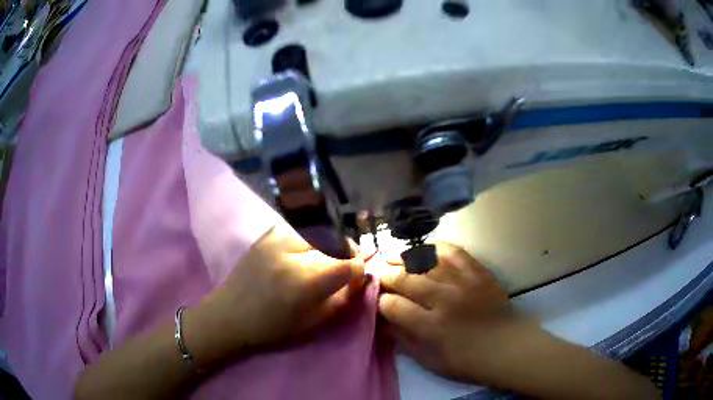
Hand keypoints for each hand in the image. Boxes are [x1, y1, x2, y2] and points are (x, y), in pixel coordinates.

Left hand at [184, 225, 364, 366]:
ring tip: (323, 258)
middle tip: (342, 267)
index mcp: (308, 279)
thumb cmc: (273, 327)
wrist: (230, 314)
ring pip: (320, 232)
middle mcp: (296, 251)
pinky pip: (300, 228)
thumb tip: (361, 277)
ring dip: (328, 244)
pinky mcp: (268, 233)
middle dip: (346, 254)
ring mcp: (279, 237)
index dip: (359, 269)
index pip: (350, 262)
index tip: (357, 276)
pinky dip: (308, 238)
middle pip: (337, 242)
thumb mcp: (315, 321)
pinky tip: (302, 251)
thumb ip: (343, 297)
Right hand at [378, 242, 522, 383]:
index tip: (378, 300)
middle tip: (377, 272)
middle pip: (406, 279)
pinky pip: (453, 252)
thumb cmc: (466, 360)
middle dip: (386, 275)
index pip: (394, 306)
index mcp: (431, 326)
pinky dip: (435, 248)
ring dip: (404, 258)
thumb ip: (404, 341)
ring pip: (426, 261)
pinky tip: (423, 249)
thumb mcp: (430, 361)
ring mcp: (463, 282)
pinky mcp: (478, 272)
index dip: (380, 301)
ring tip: (392, 256)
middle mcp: (444, 300)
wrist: (506, 346)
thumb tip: (384, 323)